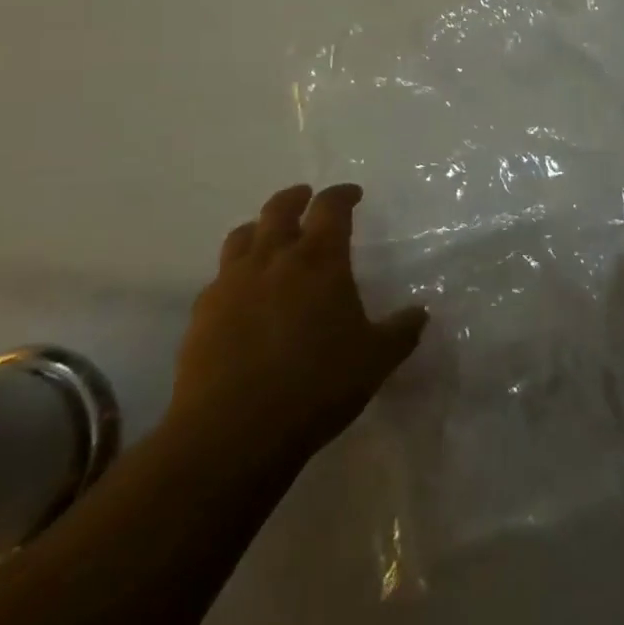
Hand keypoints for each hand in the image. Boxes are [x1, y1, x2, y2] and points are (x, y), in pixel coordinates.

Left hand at [169, 184, 426, 465]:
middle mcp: (274, 258)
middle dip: (296, 197)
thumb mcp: (375, 361)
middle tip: (306, 197)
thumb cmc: (316, 387)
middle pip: (280, 209)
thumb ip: (401, 332)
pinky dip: (235, 272)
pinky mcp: (203, 312)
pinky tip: (242, 293)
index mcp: (319, 260)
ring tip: (268, 235)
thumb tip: (420, 313)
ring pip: (243, 235)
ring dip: (259, 227)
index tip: (352, 194)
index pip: (331, 207)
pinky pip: (220, 277)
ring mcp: (232, 282)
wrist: (233, 431)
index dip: (342, 195)